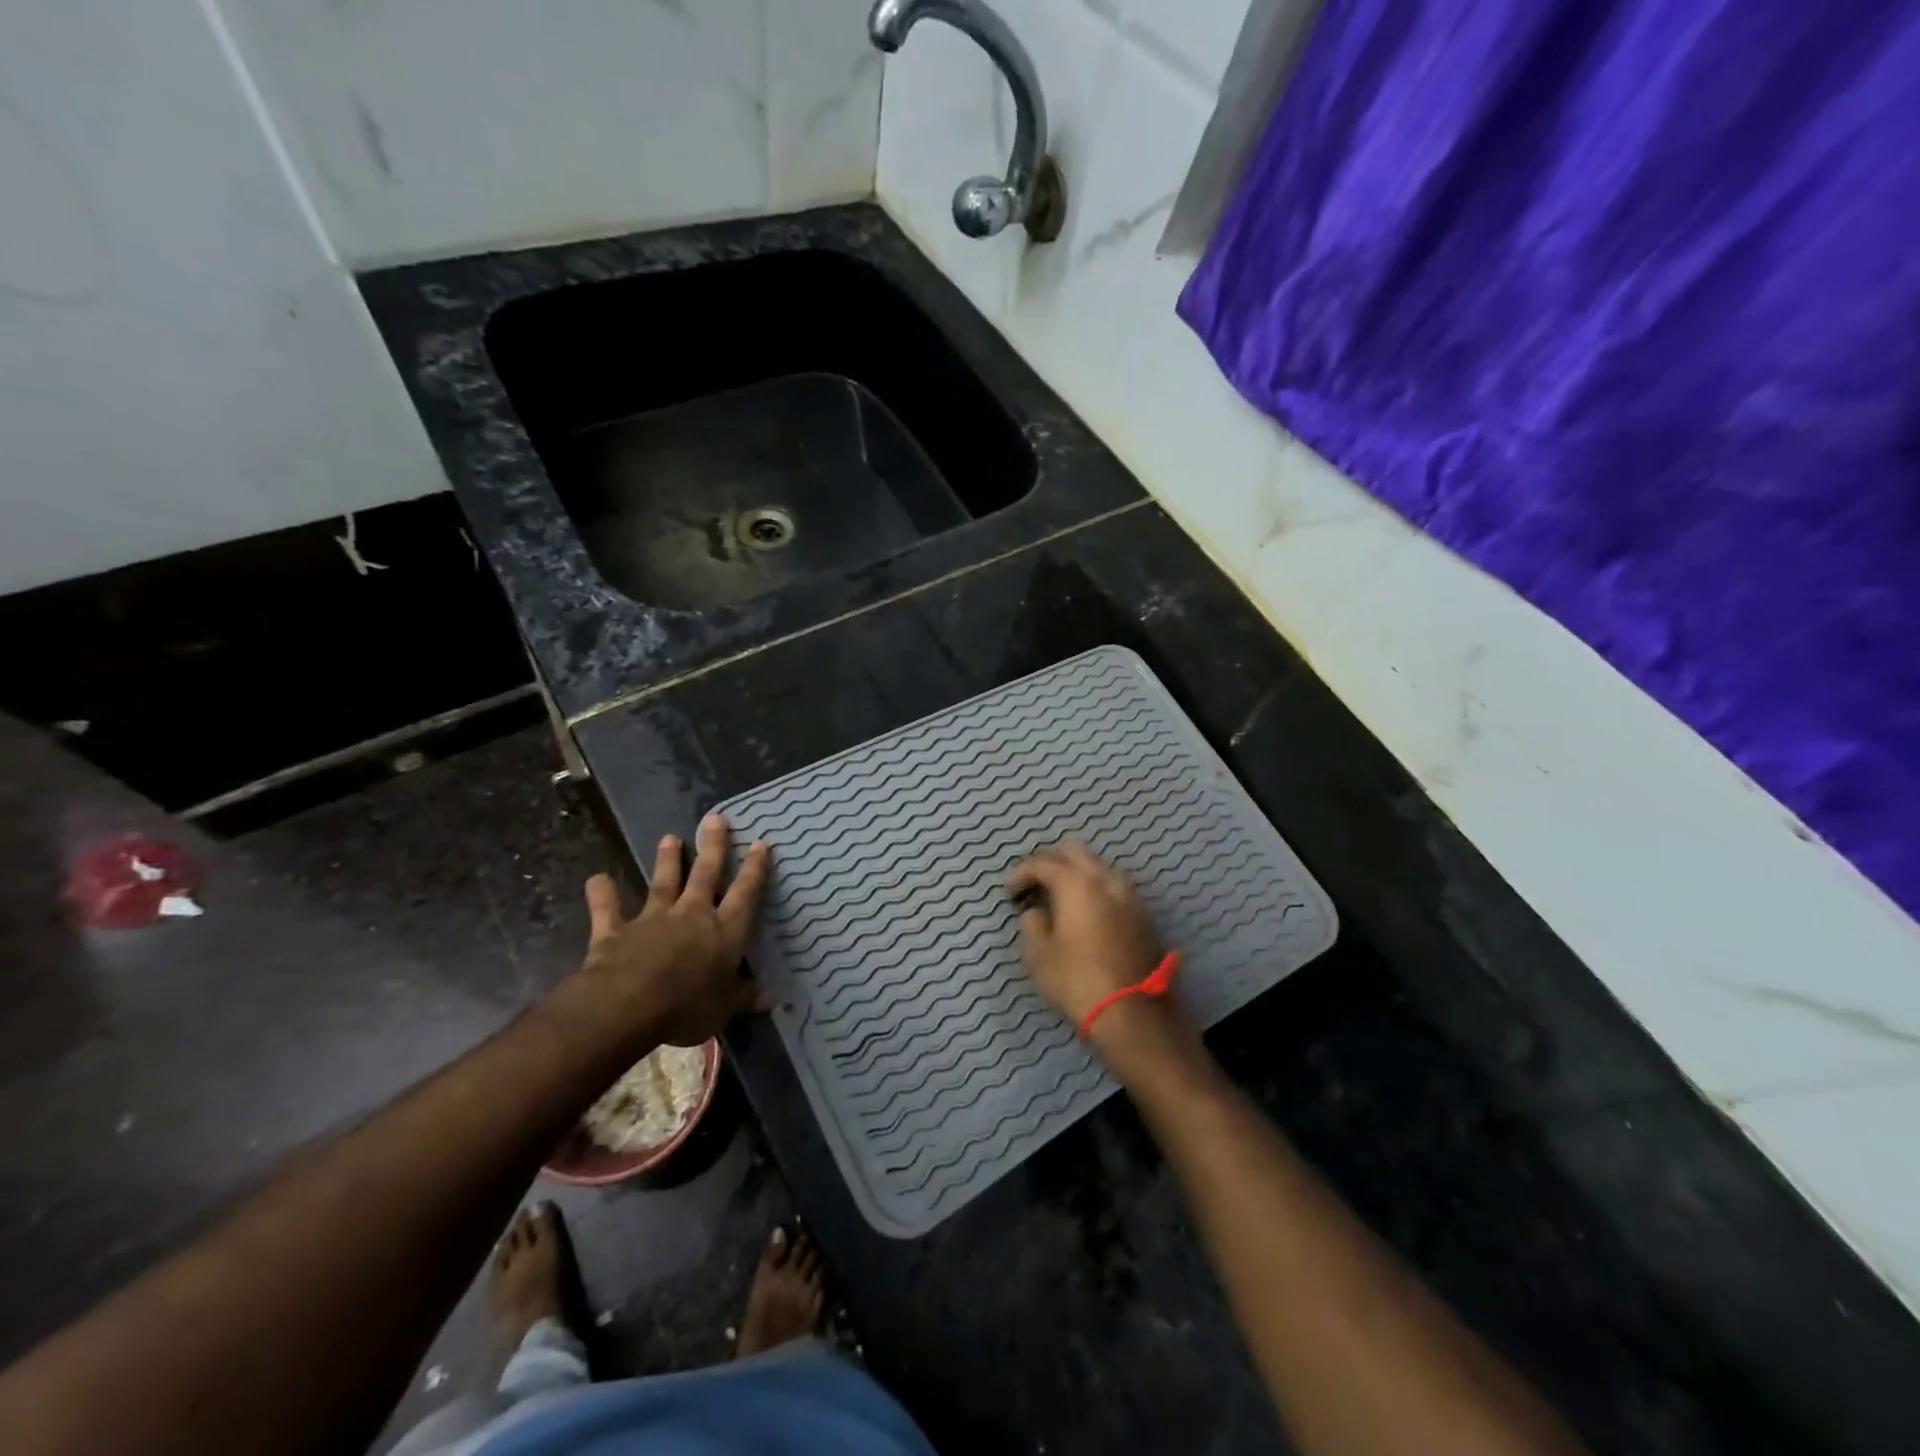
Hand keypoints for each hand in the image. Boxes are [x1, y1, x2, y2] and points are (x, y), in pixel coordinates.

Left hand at [574, 814, 771, 1045]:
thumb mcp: (725, 1009)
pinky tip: (597, 878)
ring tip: (669, 838)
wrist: (629, 1005)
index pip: (746, 893)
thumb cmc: (688, 1007)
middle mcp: (693, 915)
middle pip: (706, 874)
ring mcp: (653, 919)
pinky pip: (607, 909)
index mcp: (725, 931)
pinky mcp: (616, 930)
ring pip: (663, 883)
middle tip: (715, 818)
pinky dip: (602, 893)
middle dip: (713, 846)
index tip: (761, 843)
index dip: (755, 868)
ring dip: (667, 860)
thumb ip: (745, 997)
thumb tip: (772, 998)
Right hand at [1005, 842, 1163, 1025]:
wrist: (1132, 1012)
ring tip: (1063, 894)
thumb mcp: (1039, 955)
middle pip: (1076, 853)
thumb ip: (1032, 924)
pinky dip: (1098, 890)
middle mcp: (1105, 880)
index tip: (1008, 891)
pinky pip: (1116, 888)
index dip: (1021, 873)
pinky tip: (1090, 910)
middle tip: (1035, 881)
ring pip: (1101, 867)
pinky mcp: (1145, 916)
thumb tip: (1036, 912)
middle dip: (1052, 860)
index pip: (1043, 863)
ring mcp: (1130, 896)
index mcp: (1076, 884)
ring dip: (1079, 872)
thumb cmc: (1077, 979)